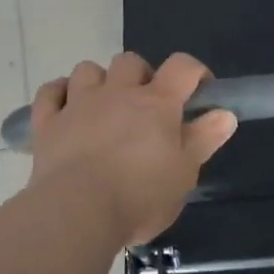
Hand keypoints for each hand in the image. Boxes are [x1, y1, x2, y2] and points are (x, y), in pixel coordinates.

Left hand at [29, 52, 237, 246]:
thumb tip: (225, 113)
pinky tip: (65, 107)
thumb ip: (203, 140)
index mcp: (156, 103)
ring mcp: (78, 103)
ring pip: (88, 69)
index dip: (195, 71)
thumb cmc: (139, 196)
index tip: (200, 91)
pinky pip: (50, 93)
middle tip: (146, 106)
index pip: (182, 66)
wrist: (77, 212)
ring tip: (104, 106)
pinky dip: (58, 94)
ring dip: (98, 81)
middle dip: (141, 76)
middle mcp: (117, 92)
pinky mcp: (48, 122)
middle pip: (131, 61)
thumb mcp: (184, 174)